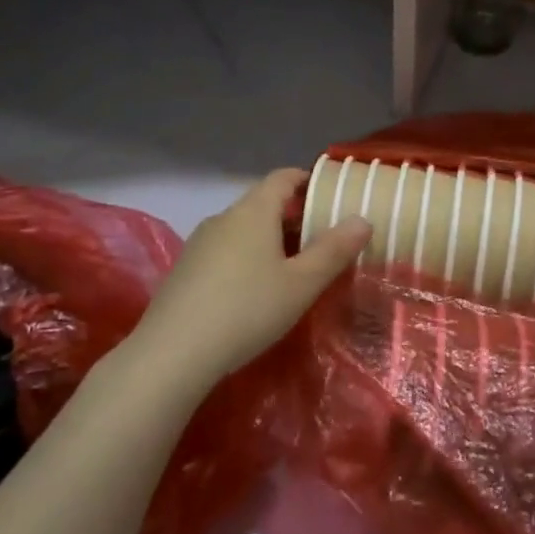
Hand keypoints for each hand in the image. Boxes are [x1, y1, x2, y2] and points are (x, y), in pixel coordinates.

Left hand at [134, 170, 370, 384]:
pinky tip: (253, 292)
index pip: (282, 178)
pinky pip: (224, 251)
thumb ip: (334, 250)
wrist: (171, 355)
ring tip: (291, 269)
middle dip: (293, 217)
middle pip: (263, 204)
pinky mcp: (183, 271)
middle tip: (322, 241)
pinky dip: (245, 258)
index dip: (307, 180)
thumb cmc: (247, 309)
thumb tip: (362, 219)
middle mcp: (223, 218)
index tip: (329, 195)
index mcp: (254, 211)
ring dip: (269, 240)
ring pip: (243, 229)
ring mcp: (198, 244)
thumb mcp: (301, 284)